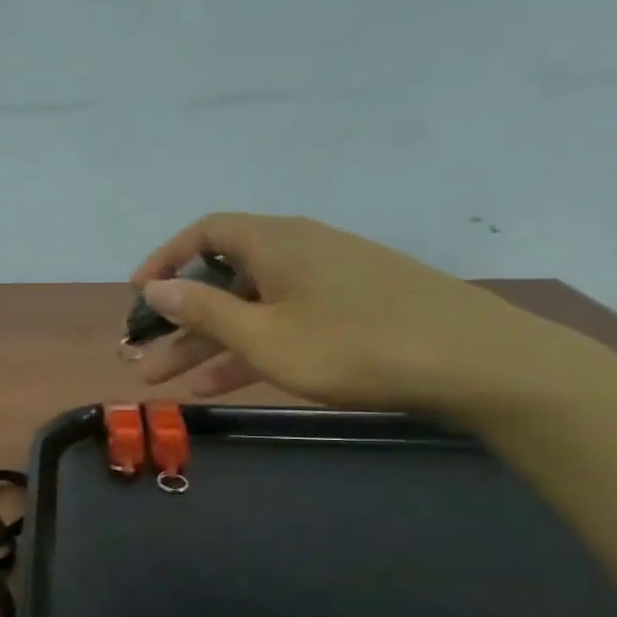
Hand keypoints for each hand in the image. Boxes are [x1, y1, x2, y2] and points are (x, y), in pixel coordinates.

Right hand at [130, 214, 563, 413]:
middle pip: (222, 277)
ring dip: (207, 342)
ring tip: (166, 379)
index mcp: (276, 242)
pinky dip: (250, 348)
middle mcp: (299, 251)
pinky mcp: (352, 310)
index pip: (204, 233)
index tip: (136, 295)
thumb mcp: (265, 336)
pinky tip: (221, 384)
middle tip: (141, 356)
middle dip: (178, 319)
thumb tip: (154, 286)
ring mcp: (327, 281)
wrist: (479, 364)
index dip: (164, 260)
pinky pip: (283, 322)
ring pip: (251, 307)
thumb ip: (204, 310)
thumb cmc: (355, 345)